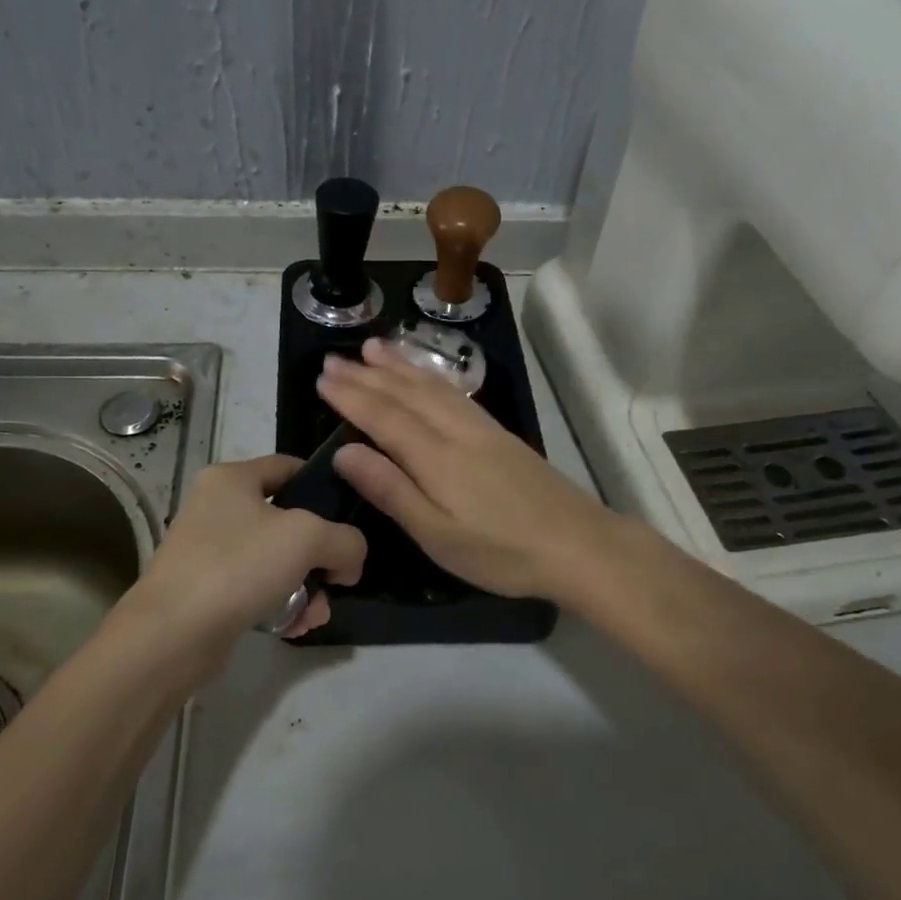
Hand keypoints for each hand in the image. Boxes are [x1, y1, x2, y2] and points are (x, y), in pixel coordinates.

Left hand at [111, 455, 366, 675]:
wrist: (172, 635)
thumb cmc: (238, 566)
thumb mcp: (307, 538)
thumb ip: (345, 540)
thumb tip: (349, 561)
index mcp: (232, 478)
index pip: (290, 467)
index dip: (324, 486)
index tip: (351, 516)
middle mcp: (217, 507)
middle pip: (288, 521)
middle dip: (320, 555)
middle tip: (338, 580)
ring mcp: (210, 550)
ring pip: (277, 560)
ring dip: (306, 586)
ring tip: (315, 615)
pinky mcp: (208, 589)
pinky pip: (258, 588)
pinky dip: (282, 604)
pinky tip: (295, 627)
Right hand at [317, 338, 624, 606]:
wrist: (579, 545)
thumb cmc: (501, 551)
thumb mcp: (437, 534)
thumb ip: (391, 490)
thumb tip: (344, 451)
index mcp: (435, 457)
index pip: (382, 416)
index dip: (350, 396)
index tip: (322, 378)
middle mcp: (456, 431)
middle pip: (405, 393)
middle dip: (366, 374)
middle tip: (333, 358)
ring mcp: (481, 428)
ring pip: (431, 386)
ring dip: (398, 365)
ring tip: (372, 348)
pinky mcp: (499, 433)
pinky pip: (454, 391)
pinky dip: (430, 375)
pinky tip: (425, 375)